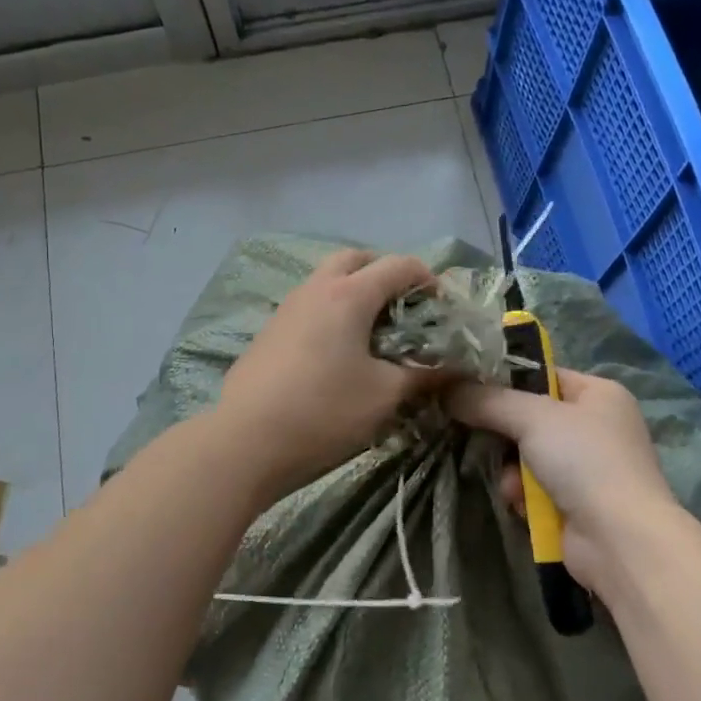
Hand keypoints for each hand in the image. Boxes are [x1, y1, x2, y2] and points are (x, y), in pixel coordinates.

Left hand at [214, 249, 437, 500]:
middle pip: (356, 259)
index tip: (441, 309)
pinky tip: (336, 354)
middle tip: (404, 308)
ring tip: (373, 332)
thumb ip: (424, 376)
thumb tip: (455, 370)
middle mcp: (315, 289)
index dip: (428, 280)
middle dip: (385, 274)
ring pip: (327, 280)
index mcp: (348, 295)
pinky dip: (331, 312)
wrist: (245, 441)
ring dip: (355, 292)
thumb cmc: (323, 412)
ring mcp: (287, 308)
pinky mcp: (269, 331)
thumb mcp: (385, 396)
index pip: (398, 265)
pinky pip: (309, 305)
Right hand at [448, 369, 688, 592]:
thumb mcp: (532, 417)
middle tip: (472, 434)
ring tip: (509, 483)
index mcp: (599, 393)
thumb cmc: (584, 461)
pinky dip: (523, 494)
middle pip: (530, 417)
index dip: (504, 380)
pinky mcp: (577, 503)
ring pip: (527, 455)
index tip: (465, 387)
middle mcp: (596, 426)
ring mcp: (588, 467)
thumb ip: (487, 400)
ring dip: (511, 470)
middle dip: (503, 433)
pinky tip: (519, 503)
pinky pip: (535, 488)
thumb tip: (447, 390)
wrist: (620, 540)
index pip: (542, 375)